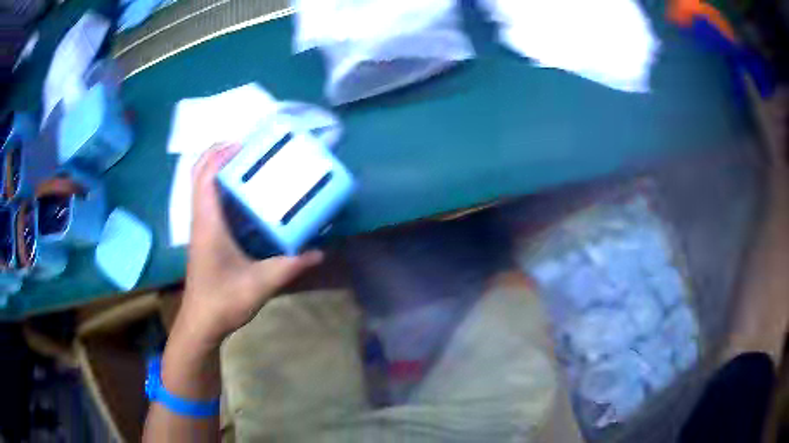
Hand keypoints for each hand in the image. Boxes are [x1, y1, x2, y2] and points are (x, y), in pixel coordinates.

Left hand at [176, 143, 322, 346]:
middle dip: (220, 154)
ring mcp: (201, 227)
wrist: (201, 323)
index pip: (206, 174)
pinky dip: (223, 189)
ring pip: (203, 185)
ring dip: (221, 169)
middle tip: (250, 150)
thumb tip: (319, 252)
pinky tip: (246, 197)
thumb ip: (290, 266)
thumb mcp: (261, 283)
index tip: (246, 143)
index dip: (222, 153)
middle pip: (200, 173)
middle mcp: (201, 218)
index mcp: (208, 221)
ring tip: (250, 165)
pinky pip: (209, 201)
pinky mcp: (204, 236)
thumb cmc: (223, 301)